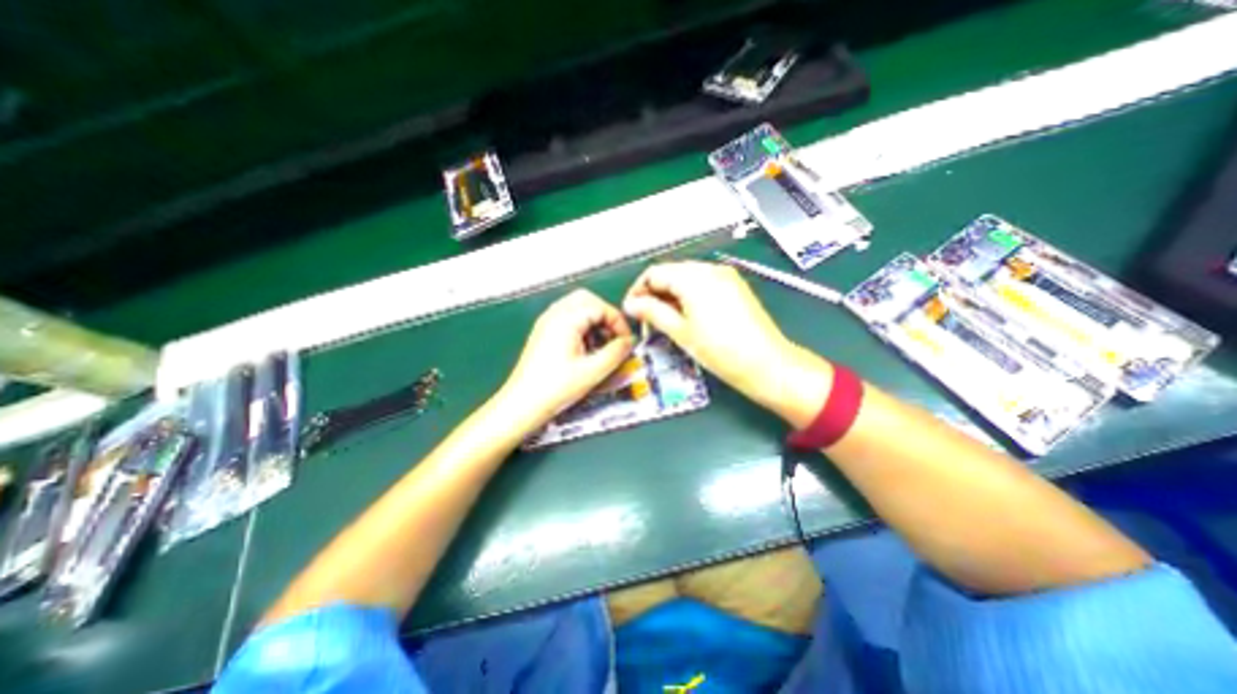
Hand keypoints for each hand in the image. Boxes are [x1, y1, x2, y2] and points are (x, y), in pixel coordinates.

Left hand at [495, 286, 630, 426]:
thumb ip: (616, 353)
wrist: (522, 405)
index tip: (626, 342)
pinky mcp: (543, 333)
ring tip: (600, 345)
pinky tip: (585, 349)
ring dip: (593, 321)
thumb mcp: (593, 371)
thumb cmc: (555, 388)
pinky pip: (567, 318)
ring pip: (577, 308)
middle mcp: (554, 315)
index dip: (618, 323)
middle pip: (587, 300)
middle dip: (605, 316)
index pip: (601, 307)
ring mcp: (546, 323)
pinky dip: (581, 327)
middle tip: (614, 337)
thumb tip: (628, 342)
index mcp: (566, 319)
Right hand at [630, 260, 828, 423]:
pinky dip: (689, 296)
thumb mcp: (680, 332)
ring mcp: (725, 276)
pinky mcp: (735, 287)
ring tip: (665, 320)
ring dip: (671, 295)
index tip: (631, 310)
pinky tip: (686, 316)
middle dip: (654, 293)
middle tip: (646, 318)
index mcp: (693, 277)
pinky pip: (703, 284)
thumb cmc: (720, 350)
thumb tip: (630, 304)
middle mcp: (710, 269)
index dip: (638, 290)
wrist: (766, 364)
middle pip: (671, 272)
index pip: (654, 272)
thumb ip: (652, 312)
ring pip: (686, 278)